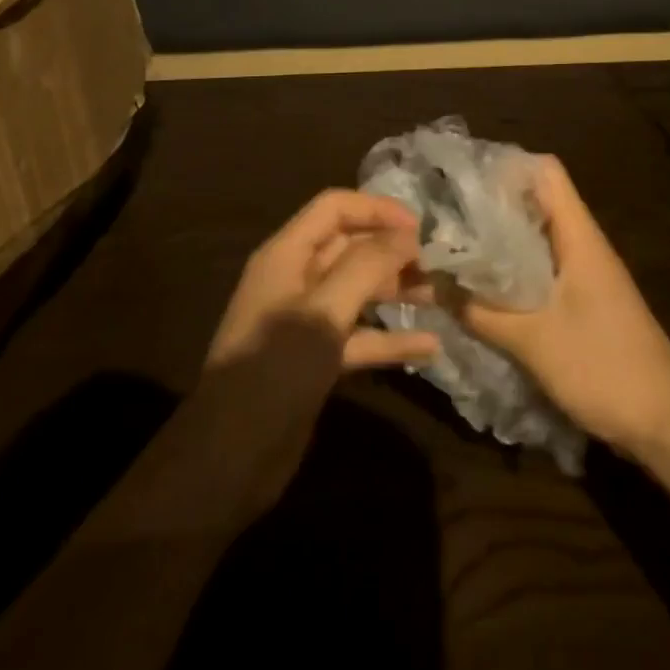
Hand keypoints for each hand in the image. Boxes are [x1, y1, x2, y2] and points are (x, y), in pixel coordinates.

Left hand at [193, 190, 439, 516]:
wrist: (229, 461)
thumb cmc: (275, 370)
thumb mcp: (324, 312)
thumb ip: (367, 266)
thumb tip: (407, 234)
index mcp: (287, 255)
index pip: (335, 208)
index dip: (377, 209)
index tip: (420, 228)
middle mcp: (296, 279)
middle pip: (349, 247)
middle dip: (391, 250)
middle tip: (437, 263)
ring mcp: (306, 321)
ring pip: (358, 291)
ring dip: (396, 290)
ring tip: (440, 295)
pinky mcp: (316, 359)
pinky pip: (360, 336)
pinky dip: (390, 337)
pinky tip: (429, 345)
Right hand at [454, 156, 669, 455]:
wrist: (668, 423)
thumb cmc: (605, 367)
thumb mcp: (534, 341)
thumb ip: (481, 311)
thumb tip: (430, 286)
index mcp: (578, 235)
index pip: (546, 172)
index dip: (506, 166)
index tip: (462, 179)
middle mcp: (582, 244)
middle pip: (536, 202)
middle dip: (491, 205)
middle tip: (444, 214)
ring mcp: (584, 274)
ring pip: (536, 239)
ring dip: (499, 242)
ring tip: (453, 247)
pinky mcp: (583, 302)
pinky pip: (541, 271)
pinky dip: (512, 272)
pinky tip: (481, 289)